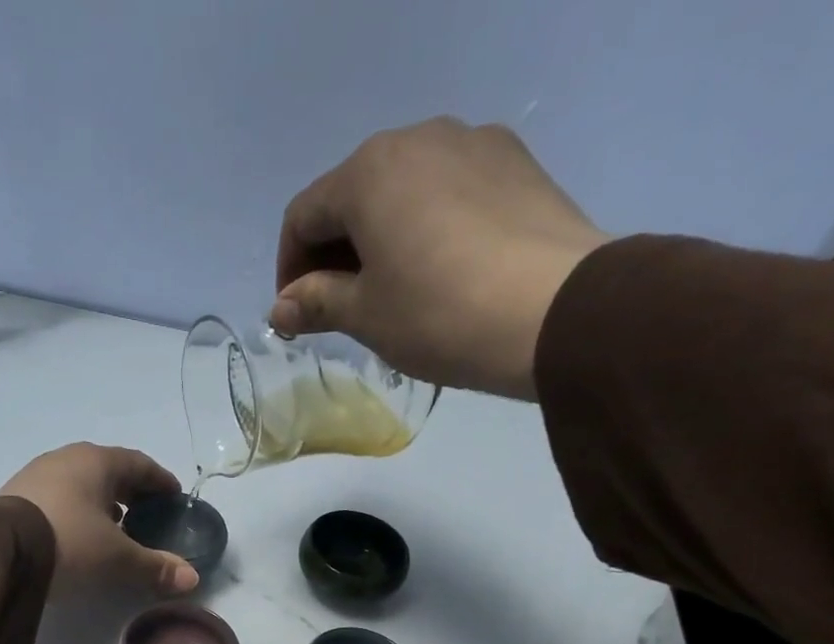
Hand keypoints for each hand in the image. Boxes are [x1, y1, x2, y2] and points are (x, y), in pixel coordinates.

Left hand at [0, 443, 199, 595]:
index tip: (175, 498)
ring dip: (102, 503)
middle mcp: (67, 458)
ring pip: (81, 484)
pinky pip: (59, 498)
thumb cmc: (70, 543)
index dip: (161, 482)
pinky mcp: (16, 496)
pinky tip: (78, 535)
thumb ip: (155, 566)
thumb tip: (192, 578)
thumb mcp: (117, 559)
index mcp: (98, 462)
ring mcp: (37, 474)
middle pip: (110, 471)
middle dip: (131, 493)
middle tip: (148, 516)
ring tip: (115, 529)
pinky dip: (77, 512)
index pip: (140, 464)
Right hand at [271, 118, 609, 399]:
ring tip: (391, 289)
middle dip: (334, 251)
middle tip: (338, 306)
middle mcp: (417, 137)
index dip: (289, 268)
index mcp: (369, 171)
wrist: (553, 310)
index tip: (296, 314)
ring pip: (403, 189)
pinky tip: (439, 269)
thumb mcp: (366, 315)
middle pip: (353, 194)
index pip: (303, 215)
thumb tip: (281, 306)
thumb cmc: (438, 313)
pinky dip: (427, 225)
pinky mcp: (514, 161)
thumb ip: (317, 302)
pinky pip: (449, 190)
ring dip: (381, 236)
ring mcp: (472, 141)